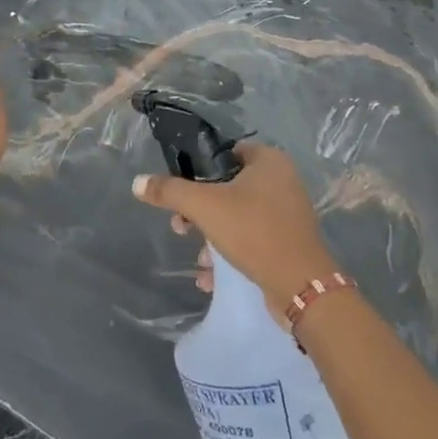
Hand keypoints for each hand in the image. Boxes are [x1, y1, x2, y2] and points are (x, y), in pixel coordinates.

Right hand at [131, 143, 332, 306]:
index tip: (181, 191)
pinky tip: (211, 276)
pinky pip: (252, 240)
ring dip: (213, 236)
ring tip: (199, 257)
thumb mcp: (204, 206)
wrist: (299, 285)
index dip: (200, 169)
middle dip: (201, 210)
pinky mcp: (288, 243)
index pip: (226, 153)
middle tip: (182, 227)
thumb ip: (170, 192)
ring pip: (238, 217)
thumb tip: (137, 182)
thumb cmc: (253, 231)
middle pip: (228, 188)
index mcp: (269, 161)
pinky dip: (231, 253)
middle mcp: (283, 181)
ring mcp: (288, 214)